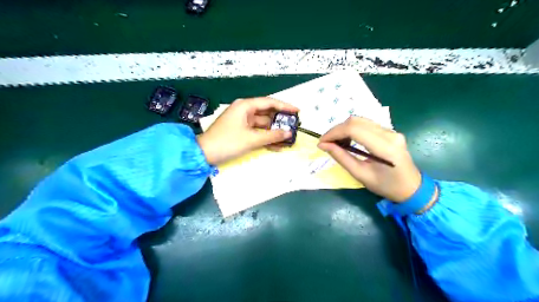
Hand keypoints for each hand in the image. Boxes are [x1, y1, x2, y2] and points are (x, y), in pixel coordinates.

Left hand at [197, 97, 298, 165]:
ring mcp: (242, 121)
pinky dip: (266, 137)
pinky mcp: (241, 131)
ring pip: (263, 124)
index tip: (297, 111)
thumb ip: (272, 135)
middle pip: (267, 113)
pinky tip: (277, 146)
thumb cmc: (228, 142)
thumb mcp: (252, 139)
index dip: (285, 106)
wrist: (205, 154)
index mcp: (245, 106)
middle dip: (280, 121)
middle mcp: (244, 110)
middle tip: (294, 126)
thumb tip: (289, 133)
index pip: (269, 102)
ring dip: (274, 132)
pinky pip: (257, 132)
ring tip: (289, 138)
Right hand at [317, 116, 422, 202]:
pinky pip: (366, 124)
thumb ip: (342, 158)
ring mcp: (391, 130)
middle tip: (327, 143)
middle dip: (336, 130)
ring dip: (343, 129)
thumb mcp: (361, 175)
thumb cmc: (387, 186)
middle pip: (356, 121)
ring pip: (360, 120)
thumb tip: (323, 145)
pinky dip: (352, 130)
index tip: (321, 142)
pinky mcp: (389, 131)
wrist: (412, 188)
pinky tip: (348, 141)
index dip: (334, 133)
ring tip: (336, 143)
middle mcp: (389, 133)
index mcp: (385, 147)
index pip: (354, 129)